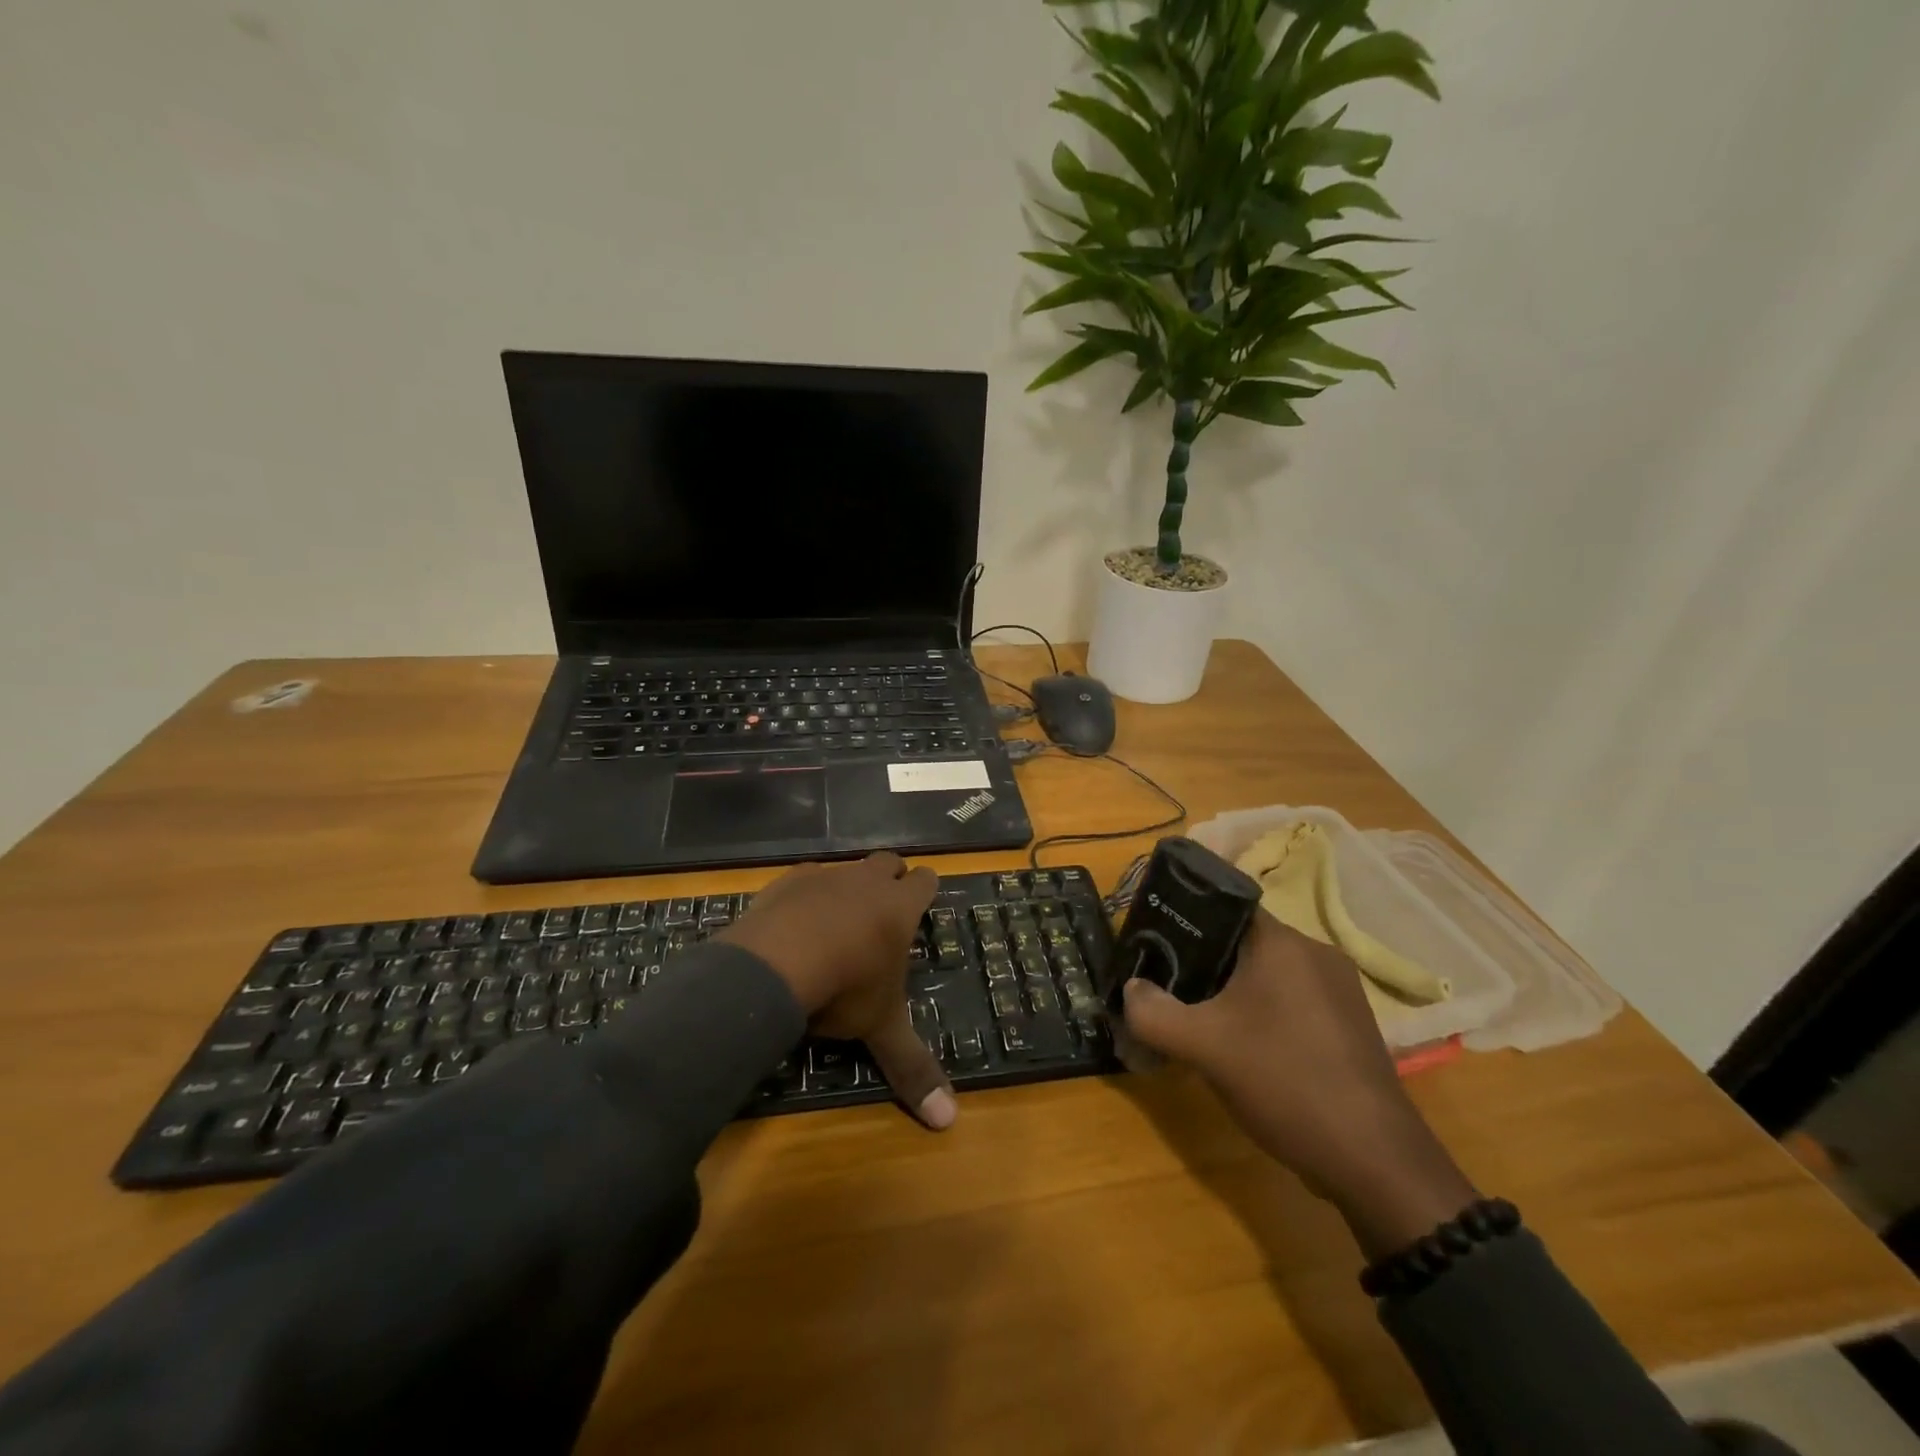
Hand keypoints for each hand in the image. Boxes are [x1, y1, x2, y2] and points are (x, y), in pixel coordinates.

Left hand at [720, 853, 955, 1130]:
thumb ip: (912, 1067)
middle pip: (889, 862)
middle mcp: (866, 882)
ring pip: (847, 868)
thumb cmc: (844, 989)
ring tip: (837, 922)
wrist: (775, 963)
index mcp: (899, 908)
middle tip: (884, 909)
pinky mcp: (786, 881)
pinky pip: (804, 879)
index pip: (926, 881)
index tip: (921, 904)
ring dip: (848, 888)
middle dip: (891, 878)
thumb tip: (949, 1121)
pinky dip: (805, 897)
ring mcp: (825, 876)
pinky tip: (794, 925)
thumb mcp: (880, 1029)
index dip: (925, 890)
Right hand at [1122, 913, 1475, 1257]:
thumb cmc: (1285, 1081)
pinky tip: (1243, 1047)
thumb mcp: (1203, 1046)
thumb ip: (1153, 1012)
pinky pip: (1291, 1001)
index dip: (1184, 917)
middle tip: (1168, 984)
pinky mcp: (1349, 1026)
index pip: (1225, 904)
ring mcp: (1339, 991)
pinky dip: (1261, 1012)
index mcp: (1283, 943)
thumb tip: (1129, 991)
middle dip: (1202, 961)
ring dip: (1231, 991)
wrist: (1375, 1161)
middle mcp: (1316, 954)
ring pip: (1267, 974)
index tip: (1154, 941)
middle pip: (1244, 941)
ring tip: (1198, 1018)